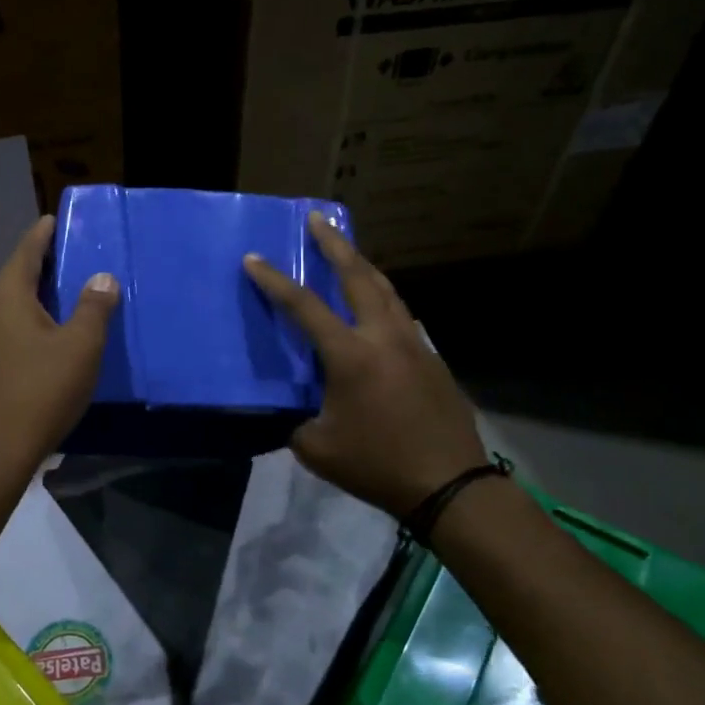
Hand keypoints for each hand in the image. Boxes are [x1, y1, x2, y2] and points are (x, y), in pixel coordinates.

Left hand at [0, 216, 119, 476]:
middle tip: (67, 254)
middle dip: (40, 265)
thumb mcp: (80, 347)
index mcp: (7, 299)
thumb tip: (101, 278)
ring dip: (35, 296)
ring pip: (11, 308)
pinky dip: (29, 322)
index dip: (42, 235)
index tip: (53, 218)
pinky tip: (47, 336)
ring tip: (62, 292)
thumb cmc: (42, 391)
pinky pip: (9, 331)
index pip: (25, 253)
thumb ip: (93, 308)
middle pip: (15, 279)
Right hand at [244, 213, 486, 518]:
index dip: (275, 281)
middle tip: (318, 220)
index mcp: (351, 355)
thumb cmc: (377, 465)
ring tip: (348, 253)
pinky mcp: (432, 359)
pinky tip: (377, 309)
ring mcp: (414, 345)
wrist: (449, 484)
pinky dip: (383, 301)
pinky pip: (402, 317)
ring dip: (364, 267)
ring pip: (388, 291)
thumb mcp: (317, 448)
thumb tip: (297, 410)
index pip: (304, 307)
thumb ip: (298, 421)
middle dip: (336, 245)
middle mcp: (384, 337)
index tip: (254, 258)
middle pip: (359, 277)